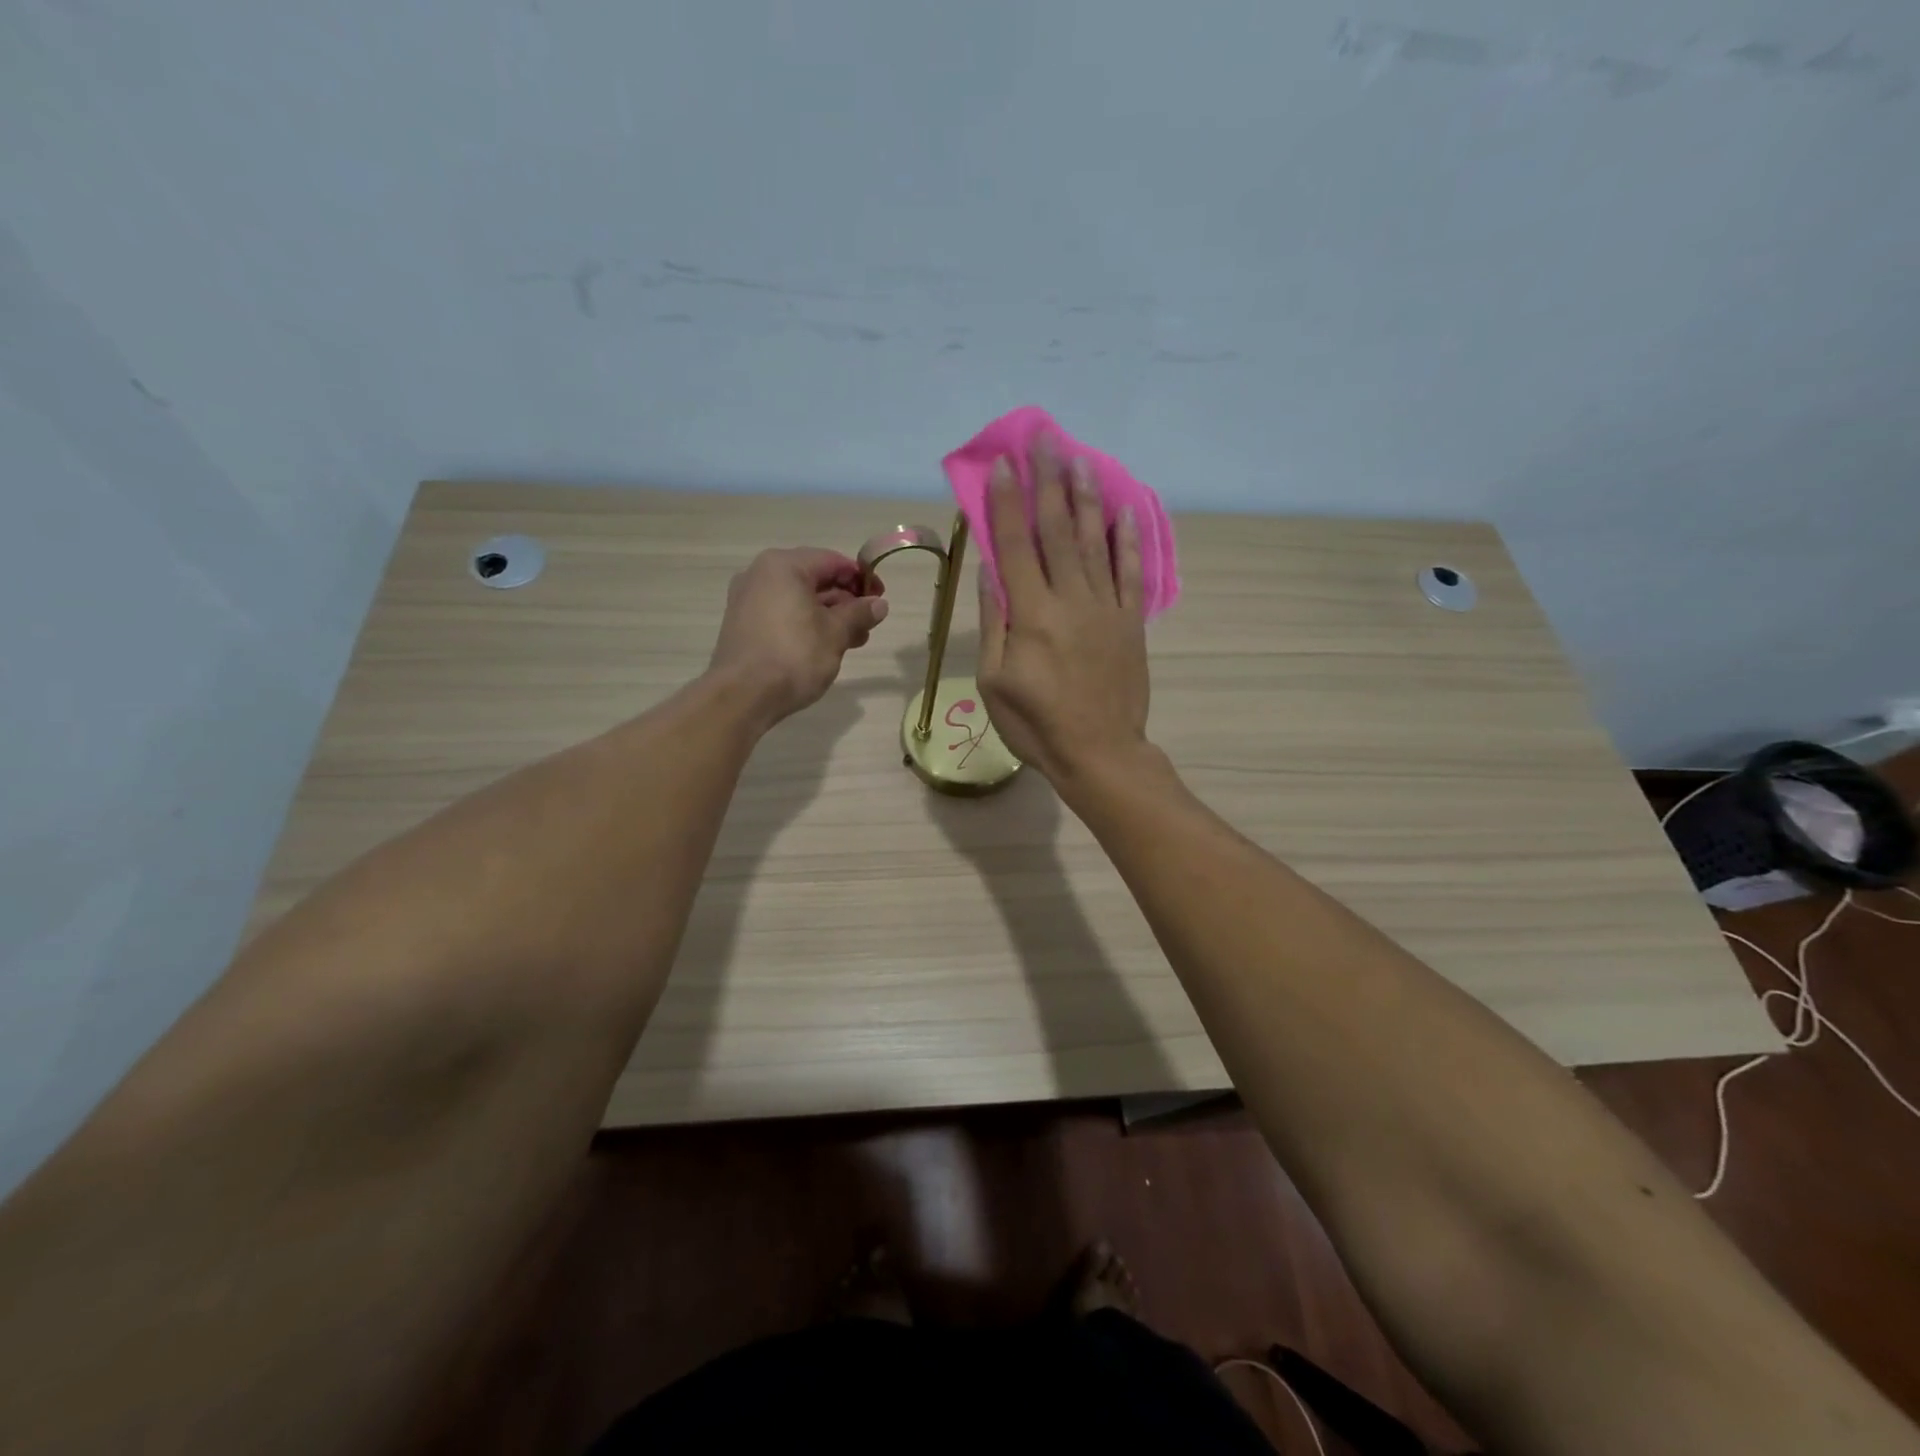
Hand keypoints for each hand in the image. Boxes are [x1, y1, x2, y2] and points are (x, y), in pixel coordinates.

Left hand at [708, 548, 887, 727]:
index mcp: (783, 566)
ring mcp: (748, 599)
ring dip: (829, 616)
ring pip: (799, 600)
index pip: (833, 561)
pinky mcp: (744, 624)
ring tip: (853, 641)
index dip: (861, 579)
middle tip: (868, 626)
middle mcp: (761, 574)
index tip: (880, 599)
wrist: (743, 696)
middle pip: (814, 579)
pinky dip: (806, 625)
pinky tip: (825, 647)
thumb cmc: (794, 655)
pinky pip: (783, 614)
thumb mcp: (836, 633)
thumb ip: (859, 613)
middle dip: (845, 602)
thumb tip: (879, 604)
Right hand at [977, 435, 1149, 786]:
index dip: (1009, 502)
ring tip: (1080, 458)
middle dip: (1049, 481)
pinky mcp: (1131, 622)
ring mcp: (1106, 609)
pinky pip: (1131, 573)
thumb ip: (994, 623)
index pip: (1016, 545)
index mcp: (1031, 615)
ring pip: (1094, 542)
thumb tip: (990, 571)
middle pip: (1056, 531)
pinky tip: (1124, 510)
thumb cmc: (1036, 725)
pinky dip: (1127, 539)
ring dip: (1085, 497)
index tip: (1006, 464)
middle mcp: (1070, 600)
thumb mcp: (994, 681)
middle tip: (1046, 439)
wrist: (1099, 753)